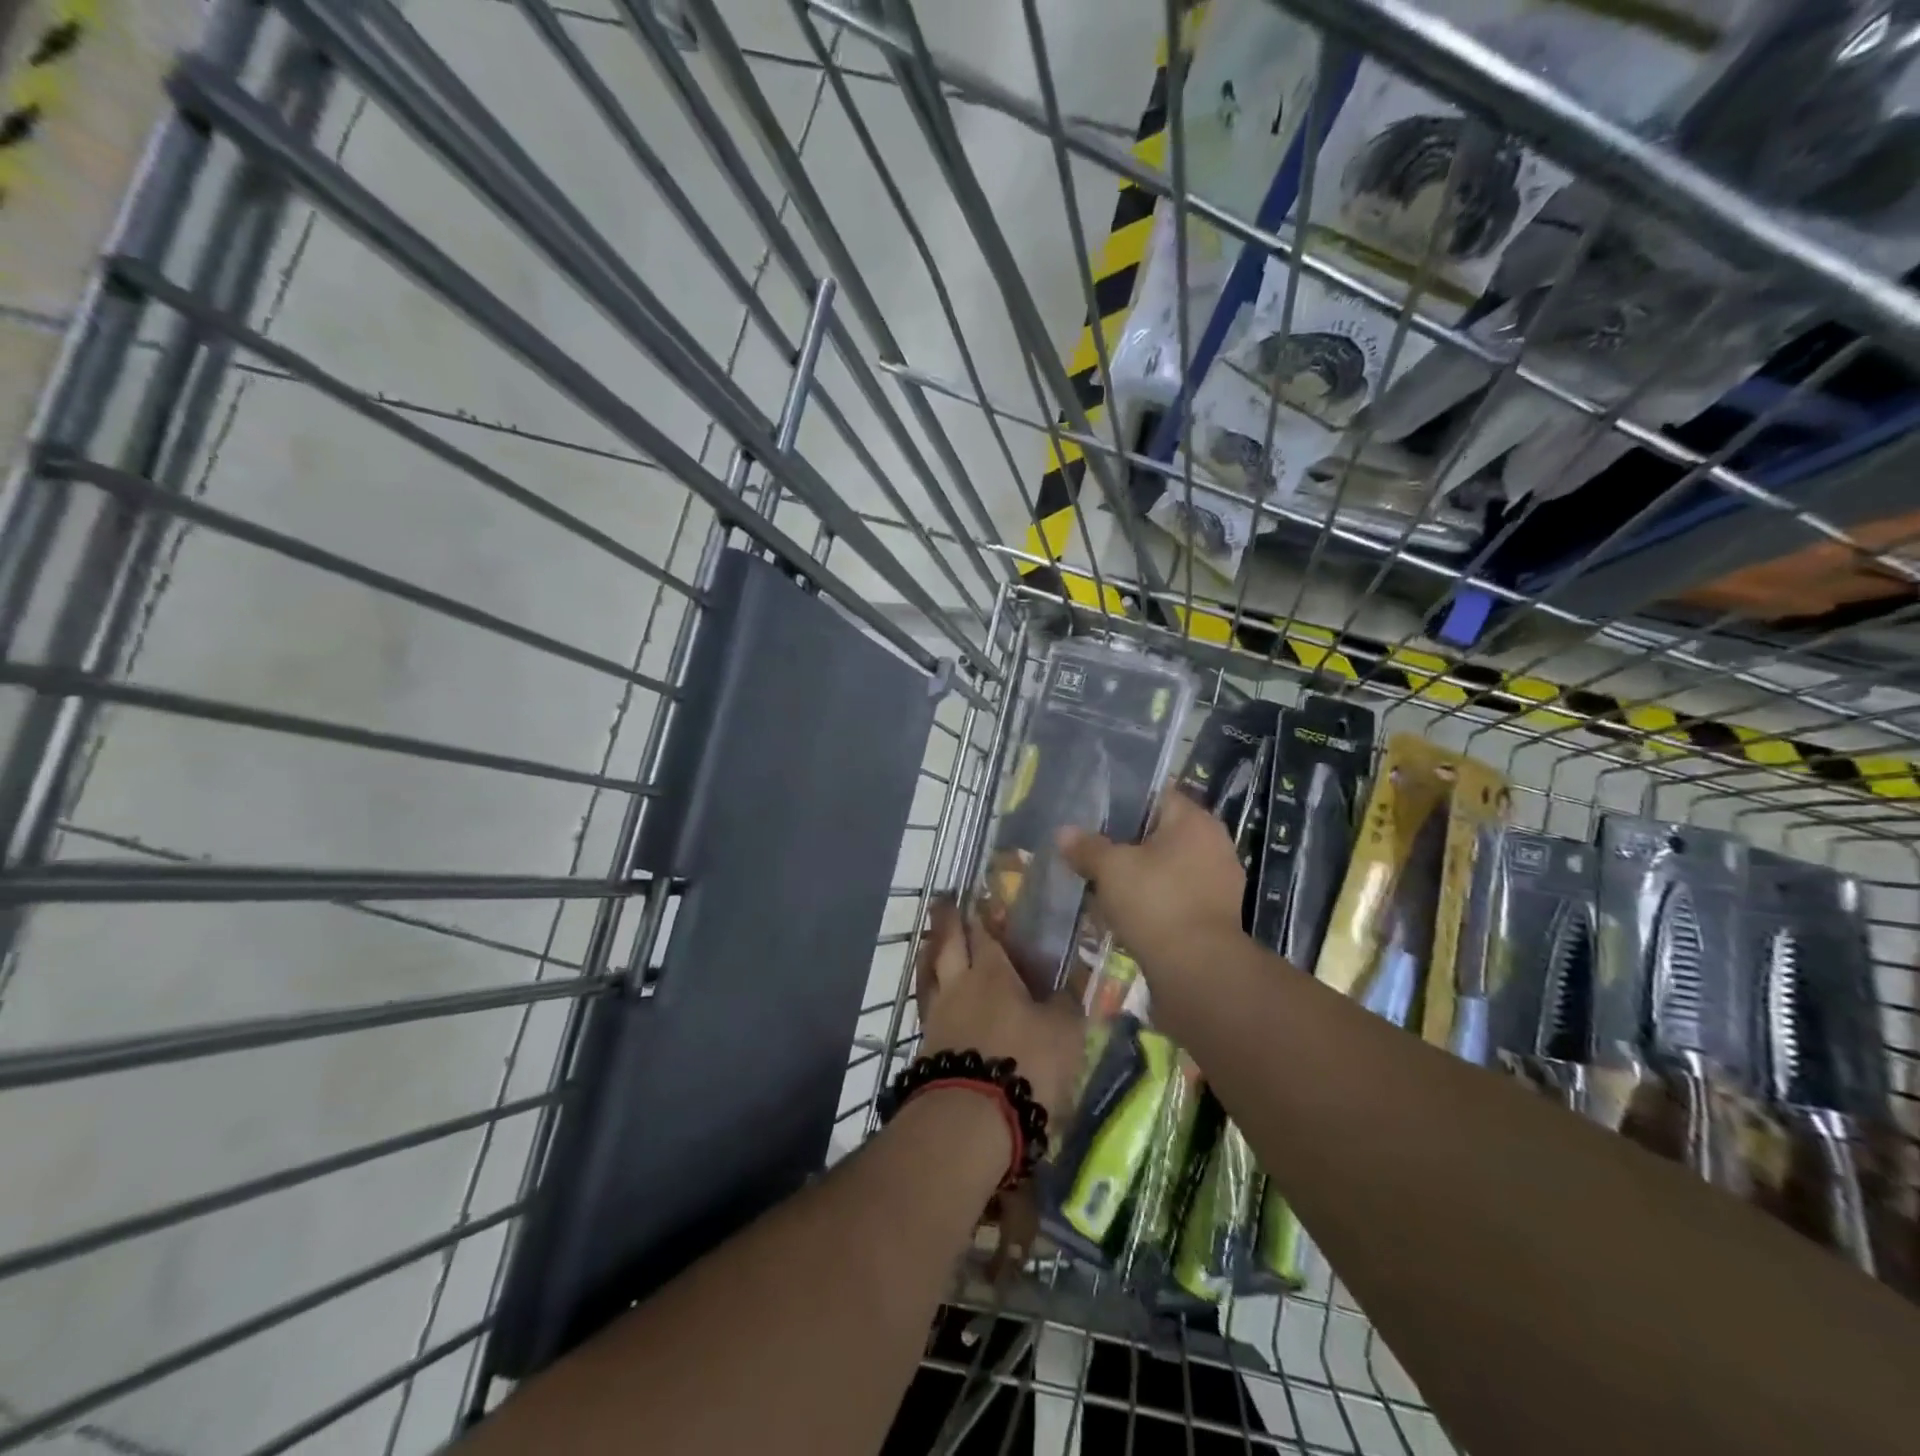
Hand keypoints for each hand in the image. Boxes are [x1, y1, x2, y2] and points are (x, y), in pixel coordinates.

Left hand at [914, 897, 1084, 1128]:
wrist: (970, 1119)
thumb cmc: (1025, 1064)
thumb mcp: (1063, 1034)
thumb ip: (1064, 1006)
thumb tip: (1066, 987)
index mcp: (993, 972)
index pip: (984, 933)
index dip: (981, 915)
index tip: (975, 897)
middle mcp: (959, 985)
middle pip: (947, 943)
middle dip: (946, 920)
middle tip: (943, 901)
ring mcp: (937, 1016)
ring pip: (929, 973)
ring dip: (930, 954)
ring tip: (930, 944)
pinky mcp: (926, 1048)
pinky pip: (926, 1006)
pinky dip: (929, 992)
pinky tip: (935, 999)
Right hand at [1055, 789, 1245, 978]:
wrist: (1198, 970)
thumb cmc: (1155, 902)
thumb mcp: (1111, 869)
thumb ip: (1087, 847)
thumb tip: (1064, 832)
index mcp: (1194, 821)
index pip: (1156, 796)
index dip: (1123, 802)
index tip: (1094, 815)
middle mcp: (1214, 843)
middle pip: (1162, 833)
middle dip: (1128, 843)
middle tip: (1093, 850)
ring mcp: (1220, 881)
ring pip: (1169, 867)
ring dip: (1141, 874)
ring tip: (1105, 883)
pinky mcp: (1216, 915)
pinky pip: (1177, 895)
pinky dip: (1155, 900)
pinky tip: (1128, 912)